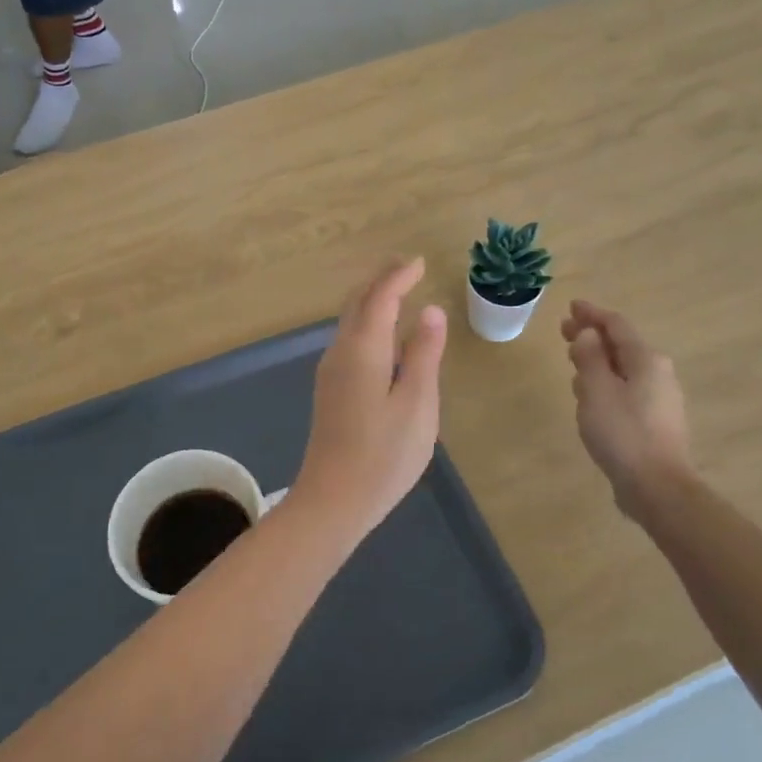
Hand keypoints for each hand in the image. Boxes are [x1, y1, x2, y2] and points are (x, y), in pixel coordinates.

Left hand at [292, 258, 446, 537]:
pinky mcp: (331, 390)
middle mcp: (340, 352)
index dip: (398, 277)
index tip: (418, 262)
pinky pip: (349, 340)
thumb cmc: (384, 453)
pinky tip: (382, 335)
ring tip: (398, 293)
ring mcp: (331, 372)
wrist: (334, 499)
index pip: (379, 298)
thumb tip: (430, 311)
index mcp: (363, 349)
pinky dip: (367, 323)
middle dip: (381, 281)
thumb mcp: (417, 403)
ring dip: (372, 300)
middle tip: (407, 268)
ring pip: (349, 321)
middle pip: (357, 303)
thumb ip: (423, 354)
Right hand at [562, 300, 692, 523]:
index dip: (592, 314)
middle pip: (621, 345)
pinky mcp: (654, 421)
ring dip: (597, 360)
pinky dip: (606, 383)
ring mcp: (659, 398)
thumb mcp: (596, 390)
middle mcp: (658, 373)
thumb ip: (590, 357)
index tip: (571, 307)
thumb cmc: (623, 433)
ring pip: (623, 368)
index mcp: (646, 360)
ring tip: (573, 360)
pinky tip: (590, 396)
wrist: (657, 487)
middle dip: (593, 336)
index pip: (616, 325)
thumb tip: (589, 334)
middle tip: (565, 330)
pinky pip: (626, 389)